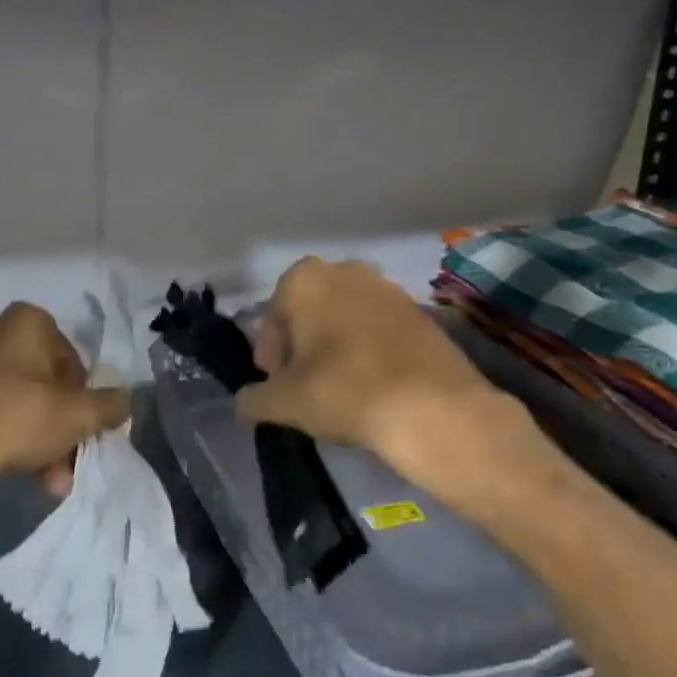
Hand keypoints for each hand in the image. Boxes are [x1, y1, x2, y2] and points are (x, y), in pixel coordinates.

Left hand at [0, 302, 131, 515]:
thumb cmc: (15, 422)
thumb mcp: (76, 416)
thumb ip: (110, 405)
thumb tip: (126, 400)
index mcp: (26, 320)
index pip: (72, 359)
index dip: (83, 398)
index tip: (82, 430)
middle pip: (46, 381)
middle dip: (62, 425)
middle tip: (69, 461)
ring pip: (22, 399)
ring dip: (42, 438)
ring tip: (51, 481)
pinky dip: (12, 436)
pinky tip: (24, 473)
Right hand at [236, 258, 558, 503]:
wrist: (433, 407)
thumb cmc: (344, 391)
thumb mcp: (283, 402)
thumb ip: (253, 399)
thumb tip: (244, 402)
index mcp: (304, 279)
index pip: (273, 317)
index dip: (271, 354)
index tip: (278, 384)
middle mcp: (344, 269)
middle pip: (309, 312)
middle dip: (302, 346)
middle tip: (304, 386)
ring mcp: (386, 286)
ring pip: (344, 317)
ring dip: (335, 346)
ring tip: (340, 387)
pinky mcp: (419, 309)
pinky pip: (378, 327)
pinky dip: (368, 348)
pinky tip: (373, 383)